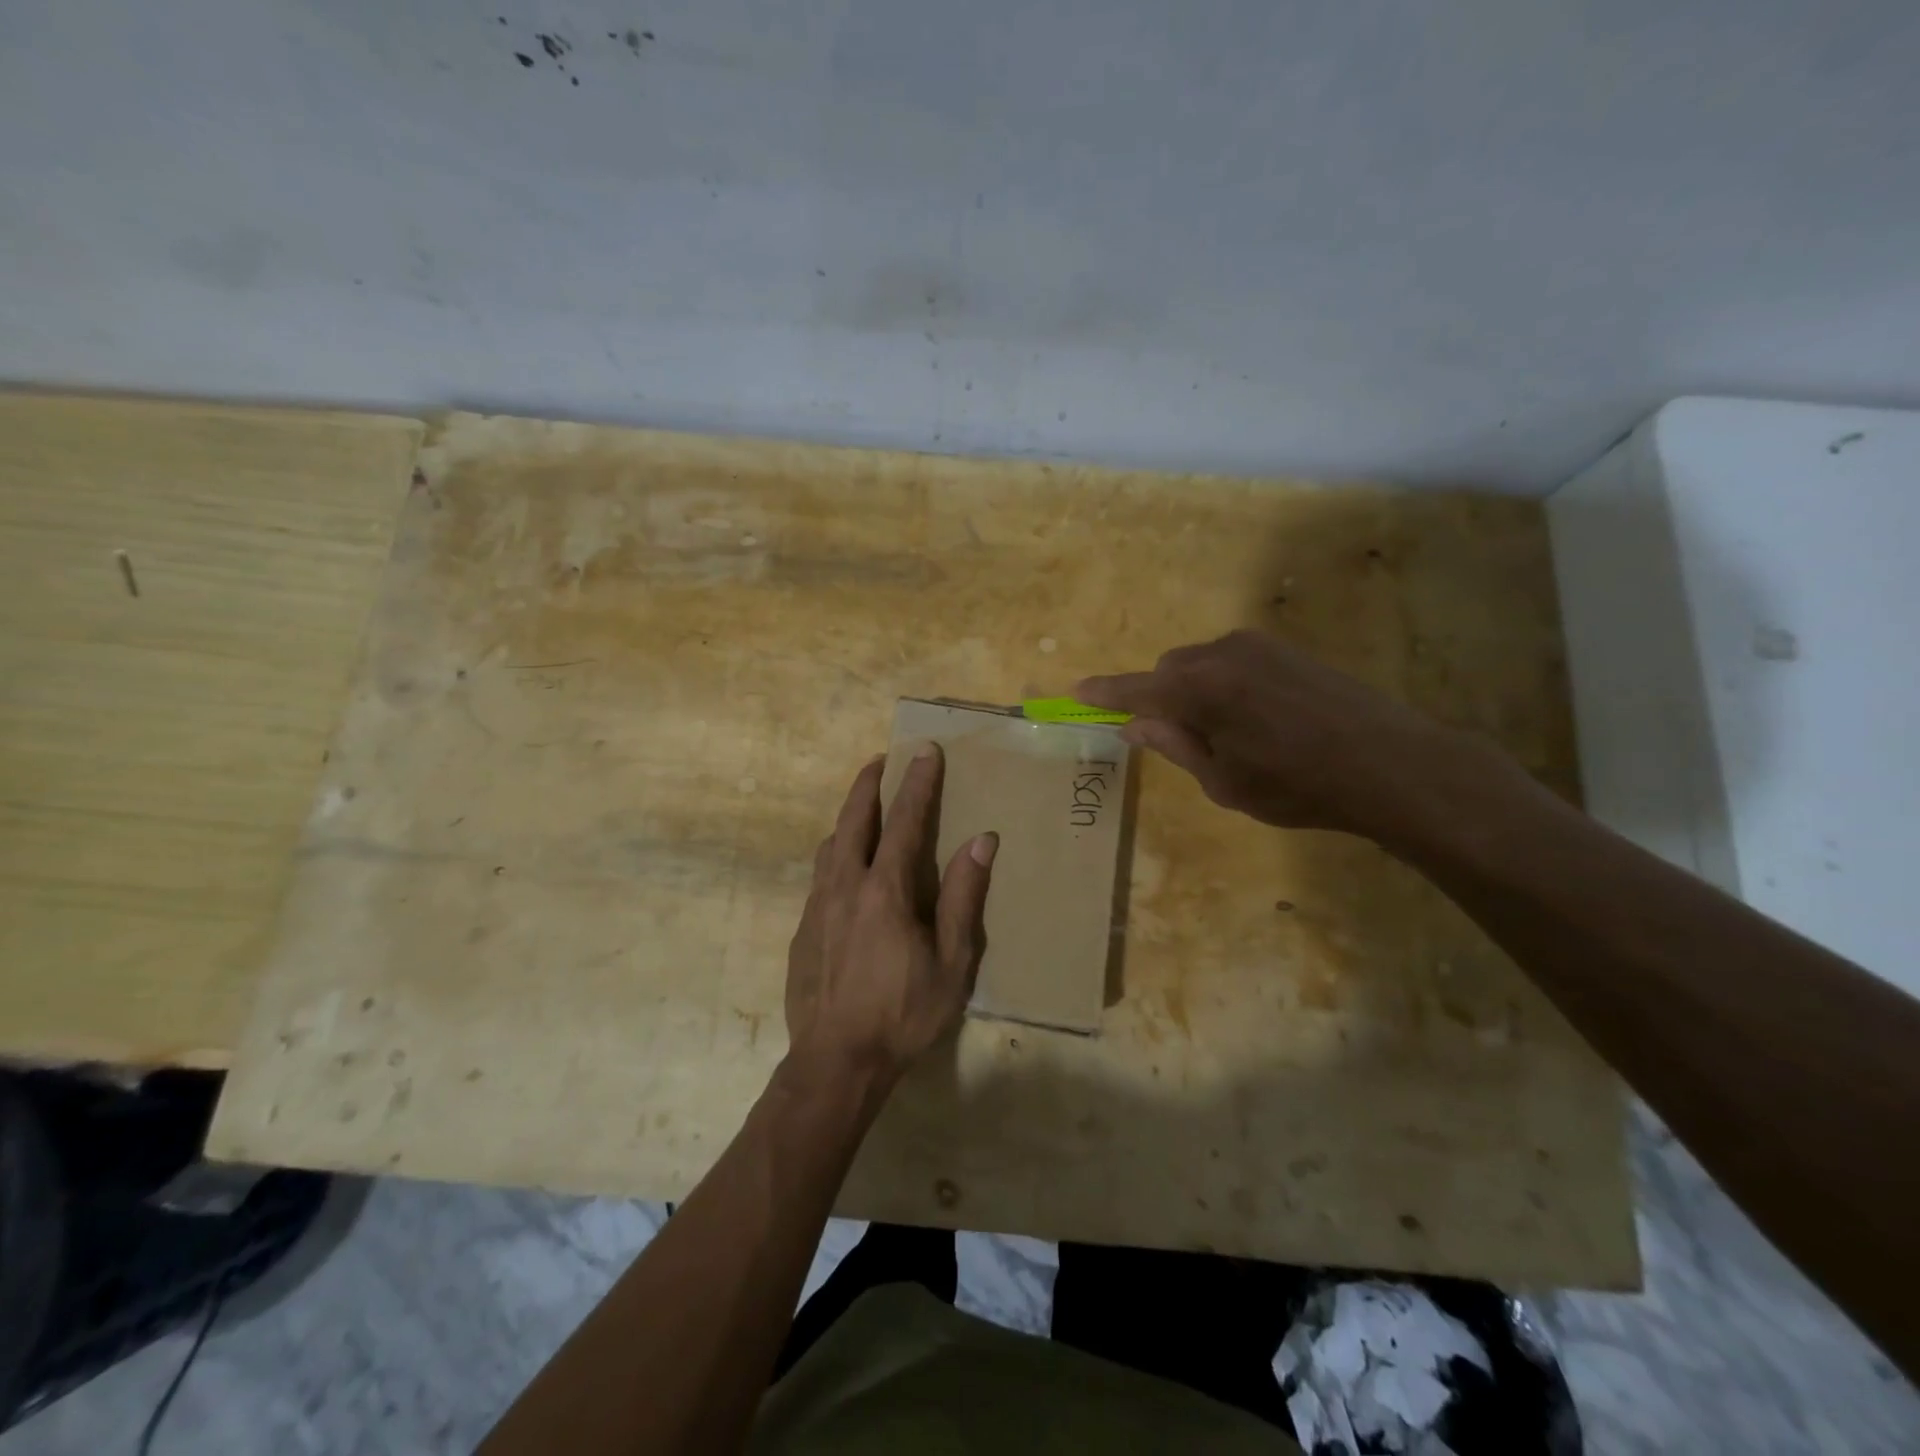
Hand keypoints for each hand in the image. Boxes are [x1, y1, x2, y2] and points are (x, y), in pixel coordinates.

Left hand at [784, 746, 996, 1089]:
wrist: (836, 1062)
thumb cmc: (903, 1013)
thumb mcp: (951, 962)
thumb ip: (964, 898)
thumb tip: (981, 840)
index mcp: (885, 890)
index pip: (905, 821)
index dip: (917, 783)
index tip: (924, 751)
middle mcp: (845, 886)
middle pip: (854, 819)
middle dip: (869, 784)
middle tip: (881, 760)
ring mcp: (817, 906)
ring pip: (830, 844)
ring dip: (848, 817)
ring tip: (863, 808)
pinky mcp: (802, 929)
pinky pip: (820, 875)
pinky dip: (836, 853)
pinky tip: (844, 869)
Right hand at [1077, 629, 1503, 840]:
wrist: (1391, 764)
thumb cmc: (1296, 785)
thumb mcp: (1223, 781)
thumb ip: (1173, 746)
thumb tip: (1134, 725)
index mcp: (1198, 688)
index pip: (1136, 689)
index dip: (1105, 694)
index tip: (1076, 692)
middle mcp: (1222, 653)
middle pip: (1169, 671)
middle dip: (1163, 700)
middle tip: (1182, 742)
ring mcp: (1259, 646)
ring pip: (1202, 665)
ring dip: (1197, 692)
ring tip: (1232, 737)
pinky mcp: (1287, 650)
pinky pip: (1234, 662)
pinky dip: (1226, 686)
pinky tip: (1260, 720)